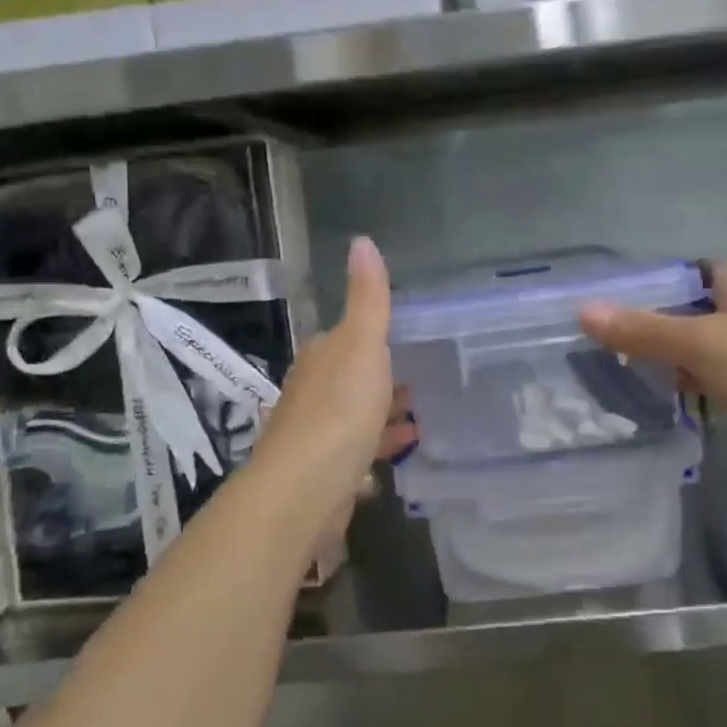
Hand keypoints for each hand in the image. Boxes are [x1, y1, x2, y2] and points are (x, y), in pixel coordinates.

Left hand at [252, 236, 415, 509]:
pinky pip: (358, 453)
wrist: (306, 487)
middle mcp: (312, 393)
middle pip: (351, 379)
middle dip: (381, 379)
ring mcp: (316, 435)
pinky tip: (403, 453)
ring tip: (420, 418)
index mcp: (320, 359)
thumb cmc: (340, 408)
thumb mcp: (361, 344)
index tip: (404, 340)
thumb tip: (361, 240)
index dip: (372, 338)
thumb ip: (368, 298)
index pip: (344, 339)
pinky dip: (380, 447)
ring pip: (355, 418)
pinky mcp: (326, 473)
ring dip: (383, 415)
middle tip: (420, 380)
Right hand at [578, 260, 726, 497]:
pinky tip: (669, 402)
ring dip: (673, 360)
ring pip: (706, 350)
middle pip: (694, 313)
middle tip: (606, 346)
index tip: (614, 305)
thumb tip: (583, 311)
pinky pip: (720, 382)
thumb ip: (644, 330)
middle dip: (654, 326)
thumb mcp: (703, 343)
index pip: (691, 272)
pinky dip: (696, 387)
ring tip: (623, 374)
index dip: (654, 284)